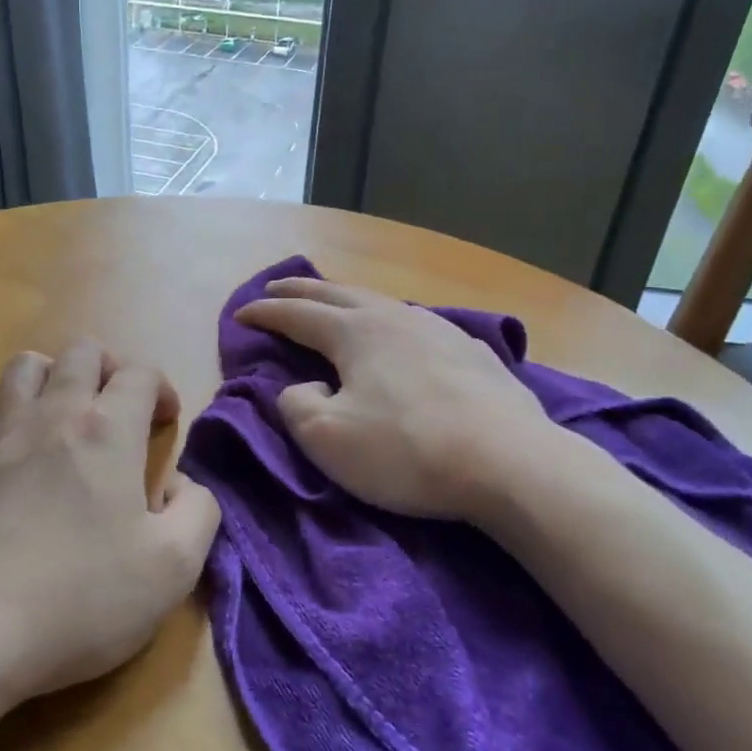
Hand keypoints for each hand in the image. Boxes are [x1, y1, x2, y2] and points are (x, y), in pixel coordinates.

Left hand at [0, 340, 219, 707]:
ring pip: (25, 366)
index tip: (166, 421)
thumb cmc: (79, 599)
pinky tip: (8, 447)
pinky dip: (2, 413)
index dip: (161, 388)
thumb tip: (184, 485)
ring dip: (53, 376)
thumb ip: (198, 512)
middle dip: (109, 367)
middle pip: (81, 352)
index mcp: (108, 431)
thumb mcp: (173, 568)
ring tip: (64, 414)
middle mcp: (52, 414)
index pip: (141, 373)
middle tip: (119, 407)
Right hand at [235, 278, 572, 528]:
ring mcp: (436, 328)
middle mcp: (393, 316)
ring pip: (378, 301)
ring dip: (344, 299)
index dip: (264, 313)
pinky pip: (412, 321)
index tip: (240, 315)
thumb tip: (305, 385)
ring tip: (330, 304)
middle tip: (274, 288)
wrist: (511, 462)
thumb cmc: (408, 451)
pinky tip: (396, 332)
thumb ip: (296, 405)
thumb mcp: (328, 439)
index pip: (296, 314)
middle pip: (335, 293)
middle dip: (299, 290)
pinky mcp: (470, 349)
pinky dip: (385, 318)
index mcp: (354, 331)